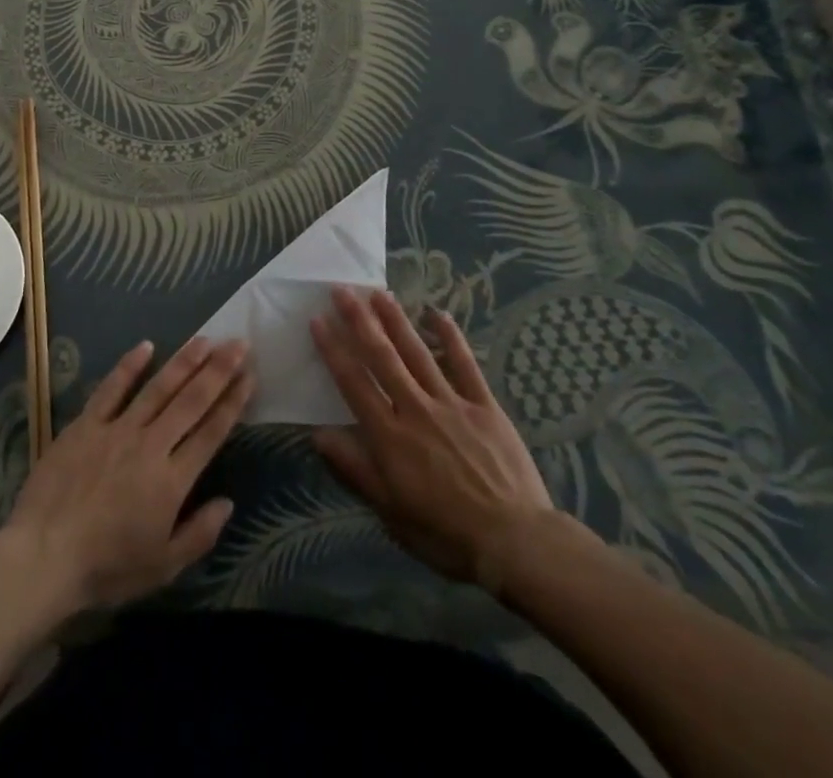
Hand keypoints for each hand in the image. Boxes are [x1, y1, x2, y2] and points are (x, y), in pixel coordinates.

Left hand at [4, 336, 251, 612]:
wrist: (43, 556)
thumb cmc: (107, 568)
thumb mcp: (162, 567)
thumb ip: (199, 534)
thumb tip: (228, 503)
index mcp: (172, 480)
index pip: (211, 432)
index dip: (233, 402)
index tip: (250, 375)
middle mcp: (151, 445)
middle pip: (191, 401)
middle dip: (218, 371)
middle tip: (239, 343)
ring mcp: (117, 430)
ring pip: (158, 388)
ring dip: (184, 362)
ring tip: (205, 339)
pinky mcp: (86, 424)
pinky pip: (111, 389)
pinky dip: (129, 366)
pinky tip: (147, 346)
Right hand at [311, 286, 560, 591]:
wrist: (515, 542)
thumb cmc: (445, 533)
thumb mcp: (391, 511)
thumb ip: (355, 469)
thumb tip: (318, 435)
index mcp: (390, 435)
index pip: (354, 383)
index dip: (334, 349)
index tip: (318, 320)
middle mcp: (415, 408)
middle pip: (382, 356)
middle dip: (359, 320)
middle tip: (342, 290)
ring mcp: (451, 402)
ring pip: (417, 352)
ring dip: (396, 320)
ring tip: (378, 292)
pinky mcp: (484, 405)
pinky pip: (465, 364)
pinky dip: (452, 337)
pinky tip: (438, 313)